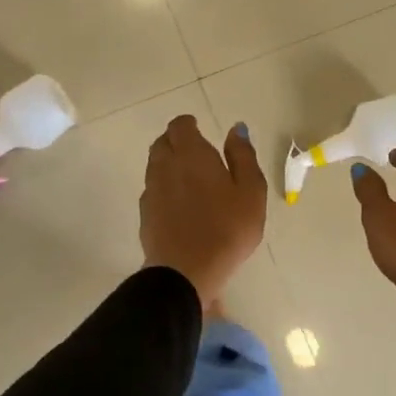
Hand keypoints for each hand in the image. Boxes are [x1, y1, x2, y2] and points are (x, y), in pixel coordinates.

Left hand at [140, 116, 266, 304]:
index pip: (180, 126)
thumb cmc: (227, 228)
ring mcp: (151, 191)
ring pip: (155, 166)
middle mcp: (165, 166)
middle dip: (176, 141)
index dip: (189, 125)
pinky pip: (153, 190)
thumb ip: (243, 155)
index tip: (200, 131)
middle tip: (195, 152)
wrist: (186, 271)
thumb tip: (236, 129)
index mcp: (191, 154)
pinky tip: (179, 204)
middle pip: (163, 143)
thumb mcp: (250, 190)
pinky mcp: (145, 215)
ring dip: (168, 164)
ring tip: (189, 178)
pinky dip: (164, 188)